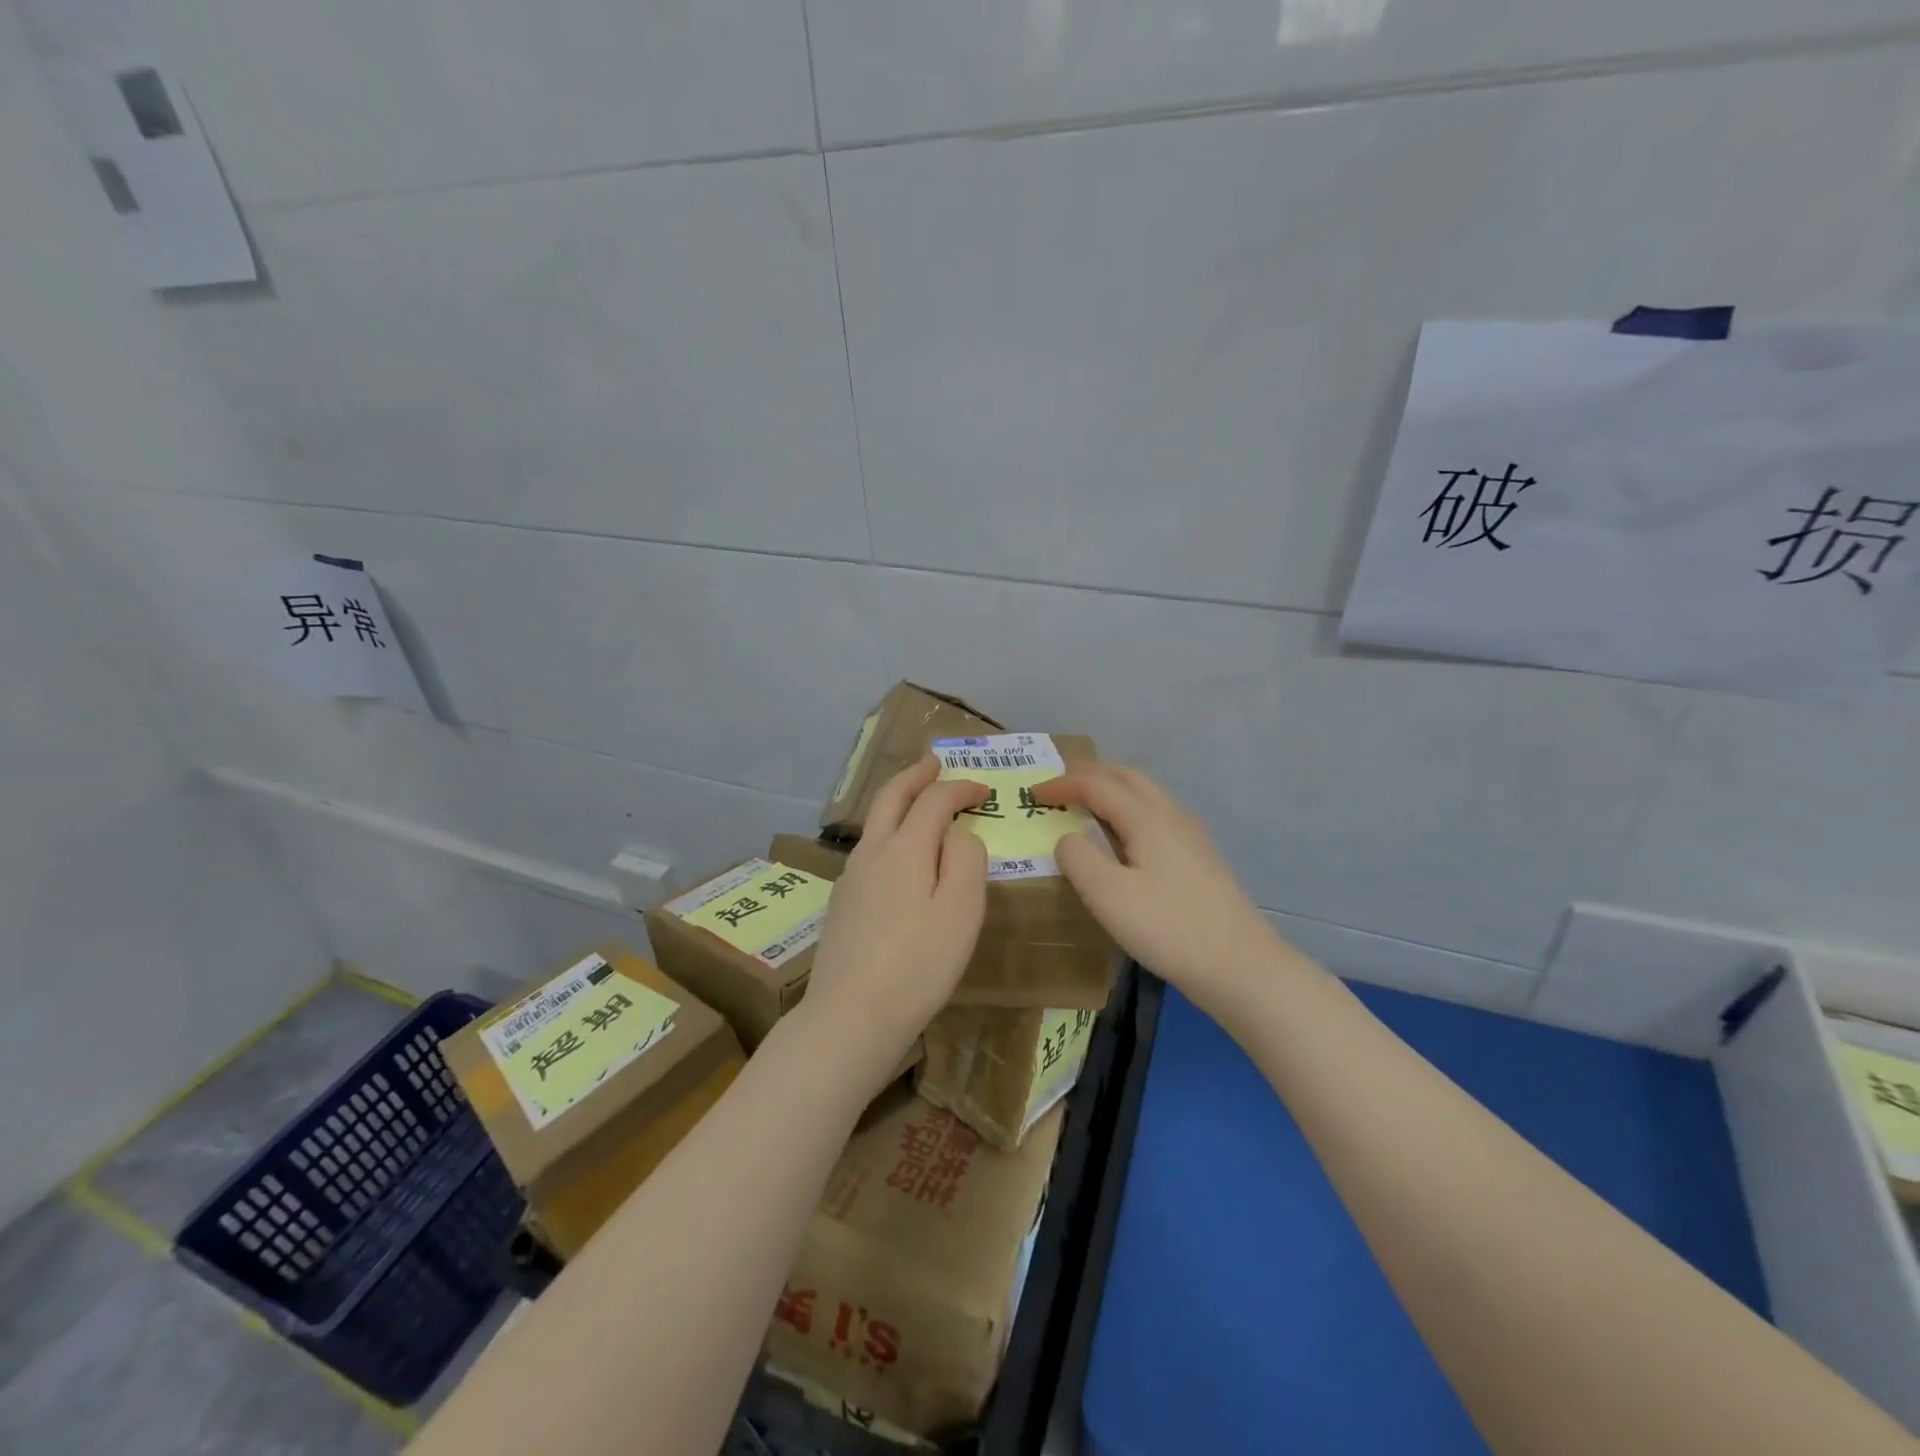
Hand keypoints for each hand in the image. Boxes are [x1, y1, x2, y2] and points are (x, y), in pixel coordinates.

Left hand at [802, 755, 988, 1081]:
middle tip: (934, 762)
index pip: (934, 800)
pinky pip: (869, 849)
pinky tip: (899, 854)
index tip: (984, 790)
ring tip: (918, 799)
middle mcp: (872, 852)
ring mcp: (851, 877)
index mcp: (904, 848)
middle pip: (891, 797)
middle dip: (915, 775)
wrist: (850, 1017)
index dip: (960, 788)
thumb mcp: (961, 910)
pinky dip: (889, 832)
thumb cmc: (918, 965)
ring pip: (875, 822)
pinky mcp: (842, 903)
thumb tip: (958, 833)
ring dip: (898, 801)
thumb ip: (967, 859)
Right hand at [1032, 763, 1290, 1010]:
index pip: (1096, 784)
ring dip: (1112, 790)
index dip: (1062, 784)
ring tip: (1085, 806)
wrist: (1240, 965)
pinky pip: (1157, 815)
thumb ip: (1077, 857)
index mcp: (1147, 817)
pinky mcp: (1200, 857)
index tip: (1032, 795)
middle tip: (1059, 787)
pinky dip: (1129, 809)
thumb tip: (1066, 837)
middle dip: (1089, 774)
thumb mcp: (1107, 895)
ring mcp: (1191, 835)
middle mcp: (1171, 815)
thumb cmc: (1168, 927)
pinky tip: (1124, 839)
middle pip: (1126, 777)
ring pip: (1146, 794)